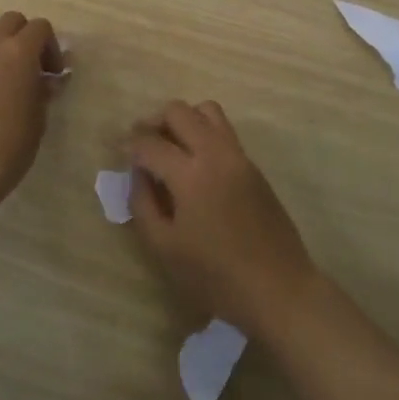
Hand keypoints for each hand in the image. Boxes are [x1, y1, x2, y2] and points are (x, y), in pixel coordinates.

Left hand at [0, 13, 61, 208]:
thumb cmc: (11, 143)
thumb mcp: (38, 117)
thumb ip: (42, 90)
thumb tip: (46, 80)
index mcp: (19, 51)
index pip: (40, 26)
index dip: (50, 46)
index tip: (53, 72)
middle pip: (11, 20)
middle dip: (24, 36)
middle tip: (31, 66)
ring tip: (4, 69)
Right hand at [127, 100, 316, 337]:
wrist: (279, 288)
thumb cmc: (216, 276)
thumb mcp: (165, 248)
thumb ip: (143, 204)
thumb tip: (138, 173)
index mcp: (190, 175)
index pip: (151, 143)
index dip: (130, 143)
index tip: (120, 150)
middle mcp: (215, 153)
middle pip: (179, 111)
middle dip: (154, 122)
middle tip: (143, 144)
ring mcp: (239, 156)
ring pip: (207, 111)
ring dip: (184, 120)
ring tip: (171, 147)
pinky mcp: (253, 165)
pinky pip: (223, 131)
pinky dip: (203, 133)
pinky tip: (195, 164)